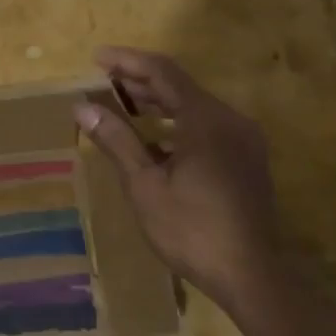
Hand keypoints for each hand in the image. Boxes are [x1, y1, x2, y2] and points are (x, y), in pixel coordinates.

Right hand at [75, 46, 297, 313]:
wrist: (252, 277)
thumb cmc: (192, 230)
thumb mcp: (145, 186)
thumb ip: (117, 140)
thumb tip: (83, 106)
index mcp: (205, 119)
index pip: (162, 72)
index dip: (128, 61)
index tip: (97, 58)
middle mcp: (229, 119)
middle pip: (180, 86)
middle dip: (140, 81)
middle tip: (104, 82)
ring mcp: (243, 139)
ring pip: (194, 106)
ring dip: (158, 102)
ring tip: (122, 104)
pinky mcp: (246, 159)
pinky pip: (207, 126)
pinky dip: (177, 124)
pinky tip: (155, 141)